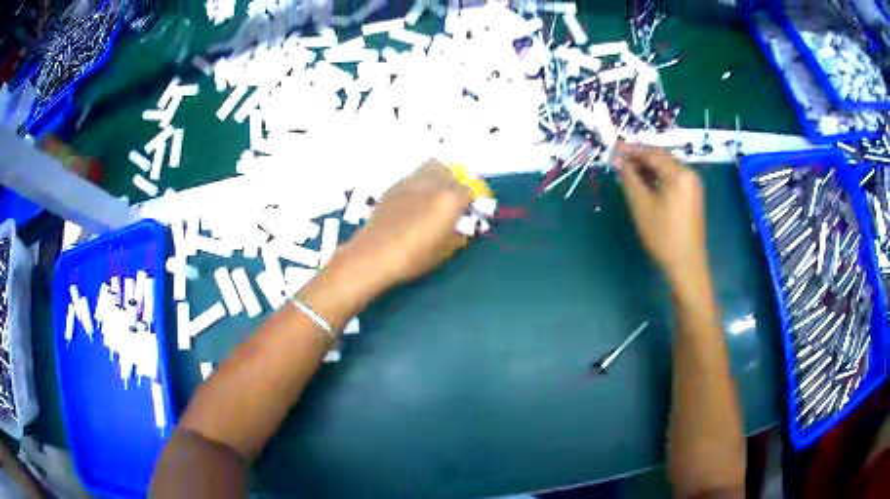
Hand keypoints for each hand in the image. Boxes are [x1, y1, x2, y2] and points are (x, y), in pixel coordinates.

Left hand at [335, 160, 472, 291]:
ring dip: (436, 179)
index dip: (470, 202)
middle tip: (450, 202)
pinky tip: (412, 204)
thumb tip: (461, 227)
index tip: (467, 213)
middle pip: (449, 172)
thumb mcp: (445, 251)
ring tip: (432, 198)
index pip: (469, 190)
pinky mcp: (392, 187)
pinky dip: (418, 186)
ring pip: (429, 168)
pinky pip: (412, 179)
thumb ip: (458, 235)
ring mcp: (410, 182)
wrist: (373, 254)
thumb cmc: (413, 257)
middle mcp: (432, 183)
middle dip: (453, 184)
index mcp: (449, 198)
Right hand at [616, 143, 707, 286]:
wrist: (687, 264)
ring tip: (628, 172)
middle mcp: (689, 173)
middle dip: (639, 157)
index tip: (612, 148)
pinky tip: (646, 184)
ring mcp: (693, 184)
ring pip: (667, 168)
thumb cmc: (663, 235)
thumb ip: (629, 178)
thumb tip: (618, 160)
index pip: (651, 153)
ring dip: (648, 167)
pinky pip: (673, 178)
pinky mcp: (693, 195)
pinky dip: (658, 177)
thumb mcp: (641, 205)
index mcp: (678, 173)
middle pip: (660, 157)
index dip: (630, 149)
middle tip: (618, 160)